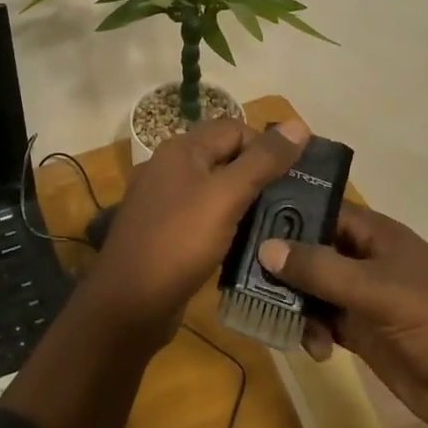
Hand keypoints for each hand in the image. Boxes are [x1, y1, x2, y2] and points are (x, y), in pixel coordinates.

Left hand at [84, 116, 311, 341]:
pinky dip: (229, 225)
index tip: (298, 176)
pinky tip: (250, 244)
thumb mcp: (226, 196)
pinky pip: (206, 218)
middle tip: (296, 201)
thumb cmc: (179, 242)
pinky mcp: (167, 233)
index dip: (267, 146)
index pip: (235, 129)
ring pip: (217, 190)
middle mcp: (170, 168)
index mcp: (182, 149)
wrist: (128, 303)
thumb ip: (262, 161)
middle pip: (226, 157)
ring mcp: (165, 201)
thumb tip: (298, 124)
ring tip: (282, 224)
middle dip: (261, 175)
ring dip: (247, 203)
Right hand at [257, 204, 427, 427]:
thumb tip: (264, 247)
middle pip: (308, 249)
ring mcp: (361, 297)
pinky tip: (310, 348)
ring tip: (277, 319)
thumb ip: (321, 269)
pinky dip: (308, 330)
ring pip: (310, 287)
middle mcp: (362, 259)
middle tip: (240, 274)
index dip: (284, 210)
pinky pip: (321, 321)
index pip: (319, 209)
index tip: (241, 218)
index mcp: (373, 234)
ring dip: (291, 301)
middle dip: (278, 262)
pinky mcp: (361, 333)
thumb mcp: (380, 291)